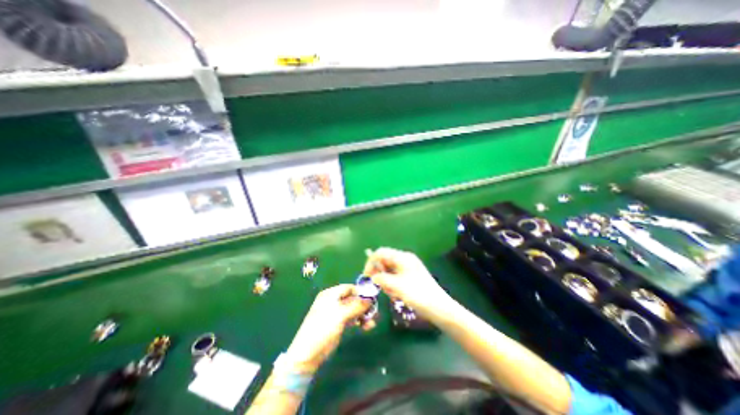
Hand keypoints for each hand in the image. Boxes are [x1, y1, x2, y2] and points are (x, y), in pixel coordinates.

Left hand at [285, 283, 372, 374]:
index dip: (361, 292)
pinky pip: (352, 318)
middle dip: (364, 305)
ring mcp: (336, 313)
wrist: (308, 354)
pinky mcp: (339, 324)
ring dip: (364, 314)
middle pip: (353, 298)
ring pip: (354, 309)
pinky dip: (360, 321)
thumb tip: (371, 298)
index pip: (349, 288)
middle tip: (375, 312)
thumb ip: (356, 305)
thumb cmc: (323, 328)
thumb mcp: (340, 314)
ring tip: (372, 323)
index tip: (373, 298)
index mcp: (331, 294)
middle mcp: (334, 301)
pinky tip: (367, 327)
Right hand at [363, 248, 450, 318]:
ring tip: (390, 293)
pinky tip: (396, 295)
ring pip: (389, 270)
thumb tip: (372, 277)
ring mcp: (408, 267)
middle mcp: (405, 259)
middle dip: (379, 273)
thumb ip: (381, 279)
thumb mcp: (397, 286)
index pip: (381, 253)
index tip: (366, 276)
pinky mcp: (410, 276)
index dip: (371, 262)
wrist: (439, 307)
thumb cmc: (418, 294)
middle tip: (378, 287)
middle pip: (385, 261)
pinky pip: (396, 276)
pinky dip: (392, 284)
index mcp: (402, 257)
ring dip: (386, 280)